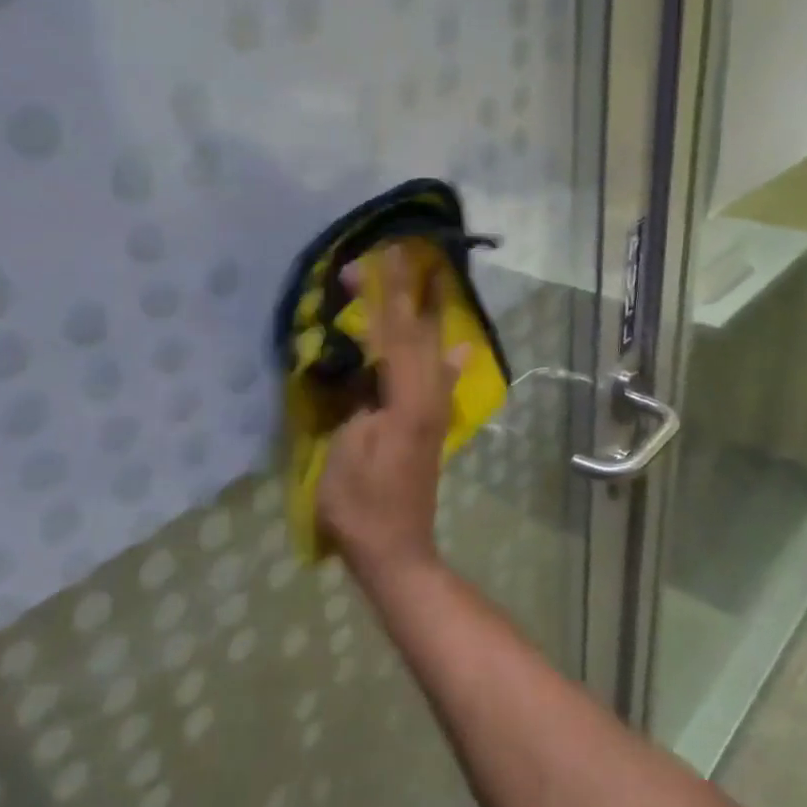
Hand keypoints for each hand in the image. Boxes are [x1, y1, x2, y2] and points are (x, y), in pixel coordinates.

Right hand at [316, 243, 466, 585]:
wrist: (396, 551)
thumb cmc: (360, 504)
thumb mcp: (346, 448)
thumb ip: (358, 400)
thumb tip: (367, 368)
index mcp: (405, 398)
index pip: (393, 332)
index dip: (384, 293)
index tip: (378, 257)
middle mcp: (427, 396)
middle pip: (417, 333)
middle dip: (406, 292)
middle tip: (399, 255)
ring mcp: (433, 411)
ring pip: (432, 350)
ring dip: (427, 314)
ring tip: (433, 282)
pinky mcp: (431, 425)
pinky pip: (441, 379)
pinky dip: (447, 358)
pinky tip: (460, 347)